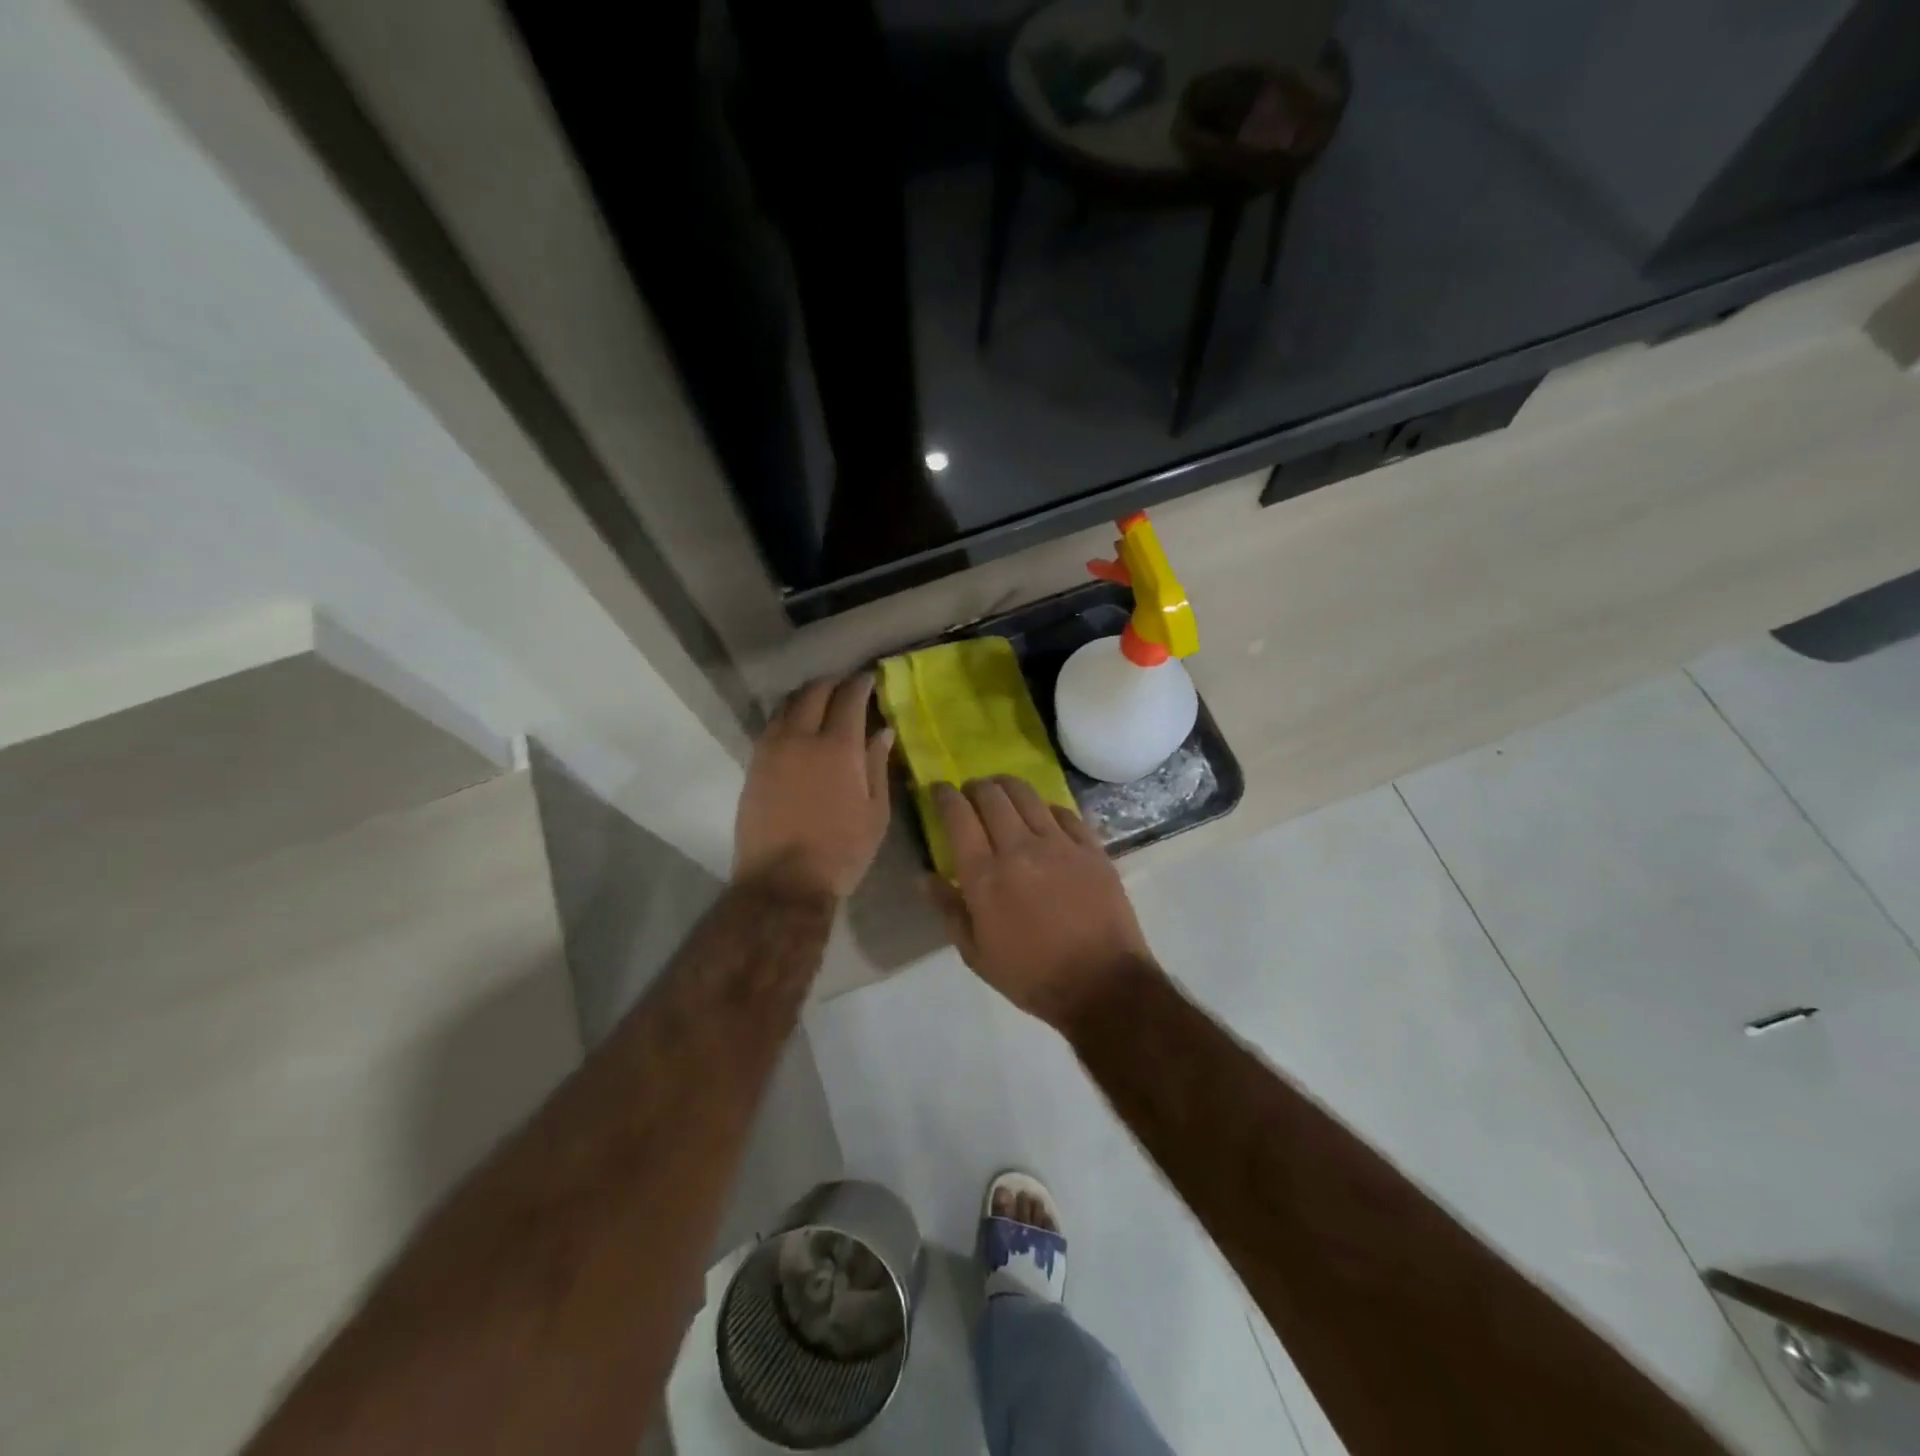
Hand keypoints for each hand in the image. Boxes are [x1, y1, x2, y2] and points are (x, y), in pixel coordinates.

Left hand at [734, 675, 893, 898]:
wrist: (783, 881)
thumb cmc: (841, 850)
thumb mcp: (875, 812)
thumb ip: (877, 765)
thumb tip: (882, 731)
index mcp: (838, 747)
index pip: (848, 698)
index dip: (860, 683)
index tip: (868, 679)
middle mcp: (801, 738)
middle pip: (813, 692)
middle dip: (832, 683)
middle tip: (845, 686)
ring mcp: (771, 750)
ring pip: (786, 705)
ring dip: (806, 696)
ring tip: (820, 702)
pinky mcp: (753, 765)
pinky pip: (771, 726)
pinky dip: (787, 716)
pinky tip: (797, 727)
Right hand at [929, 776, 1156, 1027]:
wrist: (1102, 984)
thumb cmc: (1031, 976)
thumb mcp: (976, 954)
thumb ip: (948, 910)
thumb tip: (925, 877)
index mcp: (985, 875)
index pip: (957, 816)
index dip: (943, 795)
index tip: (937, 790)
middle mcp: (1019, 848)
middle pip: (991, 796)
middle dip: (974, 786)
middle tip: (969, 793)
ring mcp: (1059, 844)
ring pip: (1027, 795)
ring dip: (1007, 786)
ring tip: (1001, 790)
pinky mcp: (1091, 848)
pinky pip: (1064, 812)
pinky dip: (1045, 807)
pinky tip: (1042, 815)